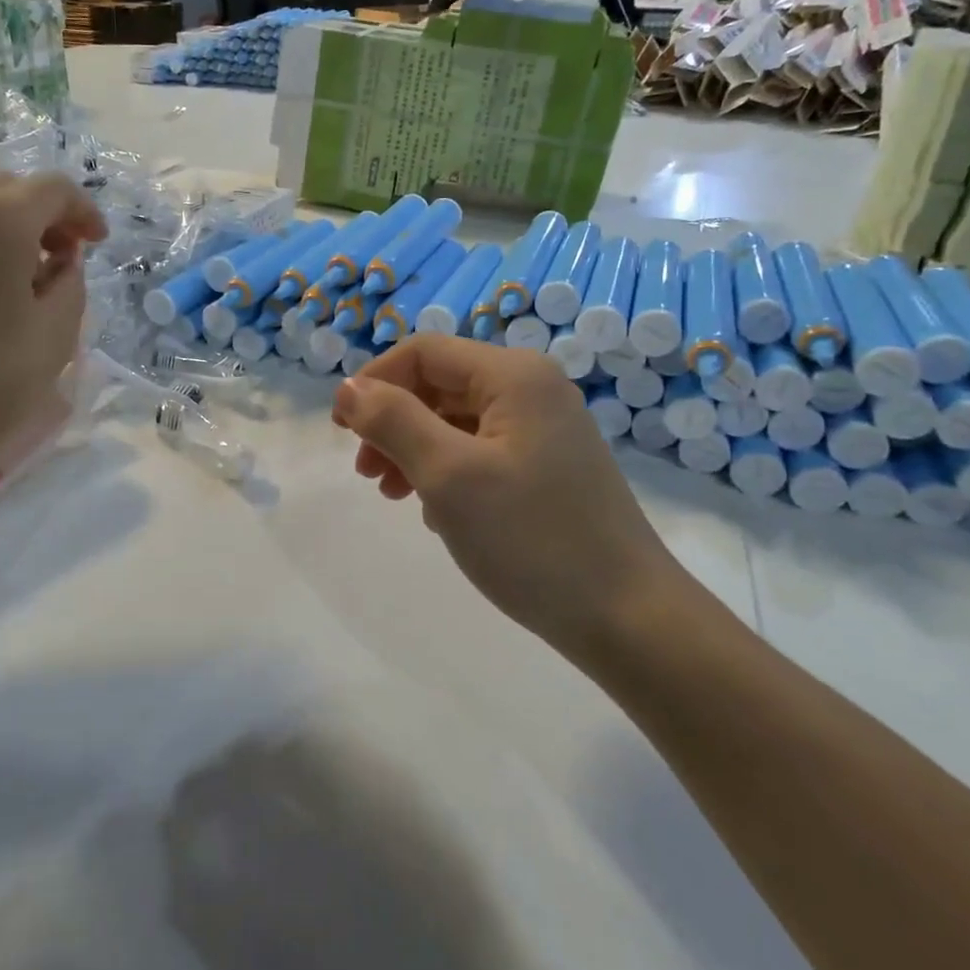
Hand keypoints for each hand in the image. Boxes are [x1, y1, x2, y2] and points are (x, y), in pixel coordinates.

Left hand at [0, 172, 107, 551]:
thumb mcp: (57, 333)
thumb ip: (70, 279)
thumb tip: (60, 258)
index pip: (52, 188)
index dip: (84, 211)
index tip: (97, 244)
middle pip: (6, 188)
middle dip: (43, 215)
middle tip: (64, 255)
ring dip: (4, 225)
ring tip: (21, 271)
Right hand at [332, 337, 680, 655]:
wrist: (627, 617)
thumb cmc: (531, 538)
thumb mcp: (448, 475)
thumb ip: (392, 421)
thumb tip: (348, 387)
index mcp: (513, 375)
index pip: (423, 353)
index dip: (374, 382)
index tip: (342, 432)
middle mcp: (533, 389)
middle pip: (439, 385)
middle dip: (393, 422)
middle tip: (367, 473)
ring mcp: (545, 430)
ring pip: (457, 421)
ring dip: (414, 449)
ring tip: (392, 494)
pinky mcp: (548, 467)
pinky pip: (481, 451)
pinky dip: (447, 471)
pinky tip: (437, 512)